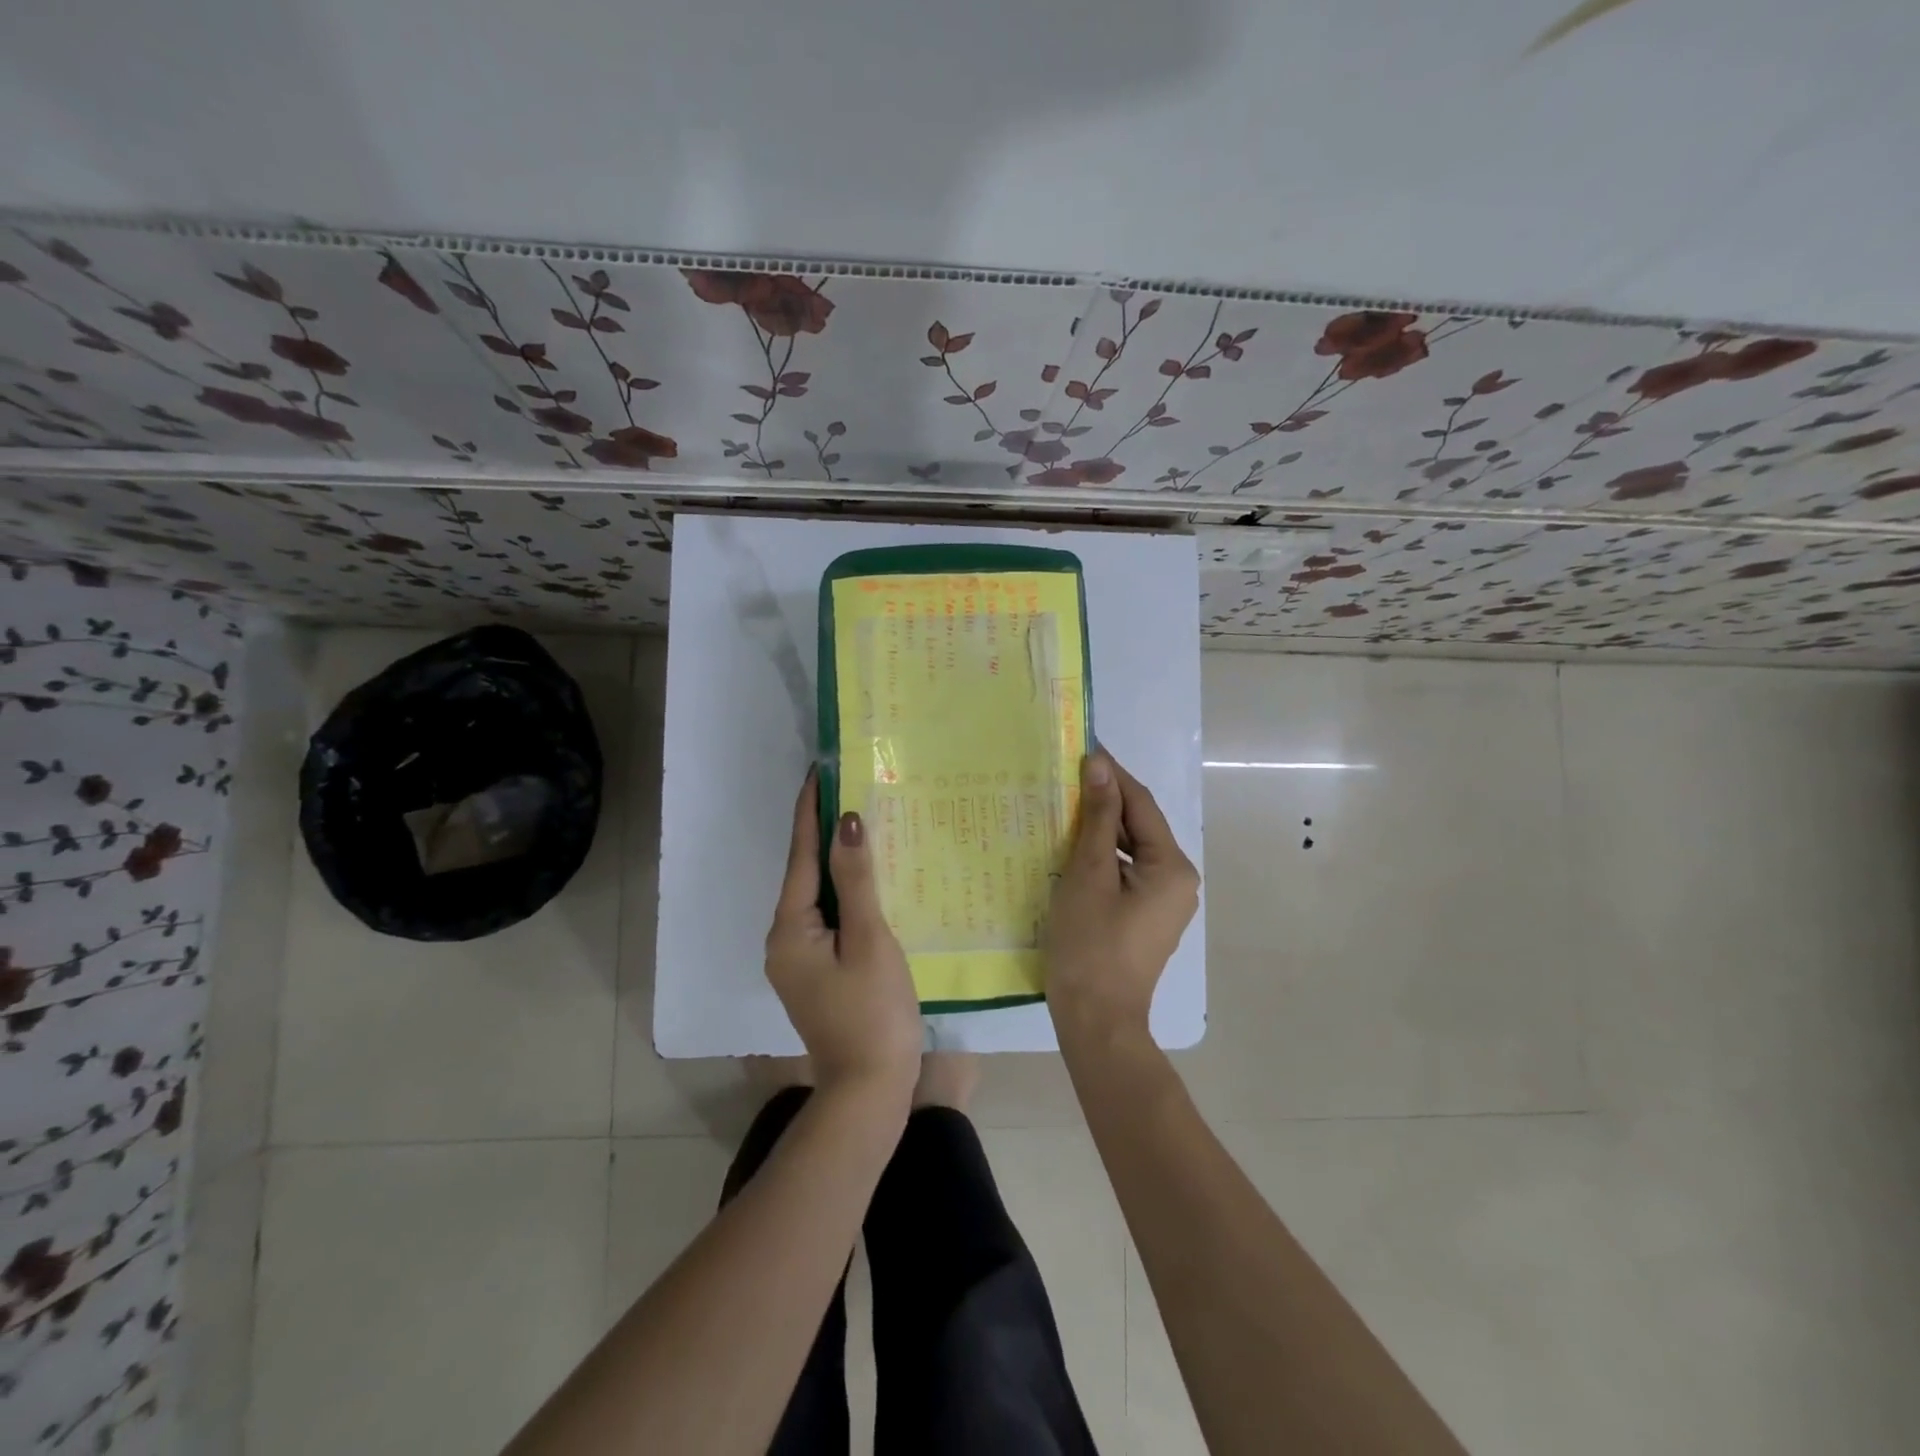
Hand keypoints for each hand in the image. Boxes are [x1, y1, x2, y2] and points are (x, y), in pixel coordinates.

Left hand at [764, 771, 922, 1104]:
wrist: (869, 1091)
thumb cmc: (873, 1013)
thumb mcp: (869, 940)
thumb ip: (856, 879)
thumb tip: (846, 821)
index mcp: (790, 929)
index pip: (800, 855)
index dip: (810, 811)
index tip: (818, 770)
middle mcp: (785, 940)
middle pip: (807, 874)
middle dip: (826, 832)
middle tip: (851, 789)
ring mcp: (800, 959)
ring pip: (820, 896)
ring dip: (839, 862)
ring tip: (864, 823)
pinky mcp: (819, 972)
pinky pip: (831, 918)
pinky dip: (848, 893)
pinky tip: (871, 879)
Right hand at [1045, 750, 1199, 1040]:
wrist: (1096, 1021)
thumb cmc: (1090, 945)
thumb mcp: (1090, 874)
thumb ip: (1099, 818)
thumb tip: (1100, 765)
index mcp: (1172, 867)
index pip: (1141, 804)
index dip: (1112, 774)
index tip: (1083, 747)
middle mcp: (1178, 880)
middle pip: (1139, 826)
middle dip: (1105, 800)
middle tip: (1065, 776)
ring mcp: (1163, 902)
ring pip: (1131, 850)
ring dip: (1101, 829)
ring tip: (1064, 805)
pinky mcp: (1145, 917)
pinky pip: (1126, 873)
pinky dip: (1102, 857)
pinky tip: (1072, 848)